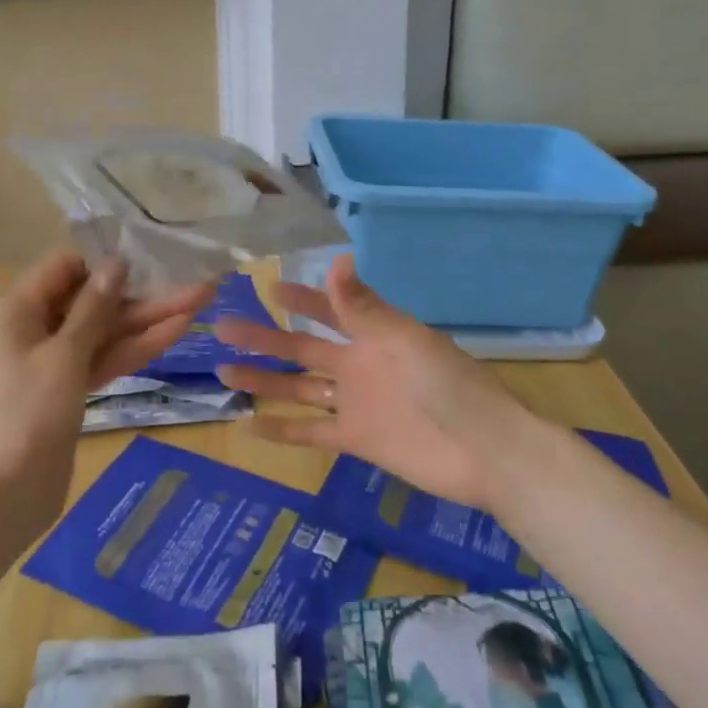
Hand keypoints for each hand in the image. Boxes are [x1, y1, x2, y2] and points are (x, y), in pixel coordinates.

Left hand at [0, 251, 212, 526]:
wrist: (8, 495)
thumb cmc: (30, 413)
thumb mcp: (65, 354)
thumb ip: (94, 307)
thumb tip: (116, 263)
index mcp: (18, 310)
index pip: (64, 268)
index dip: (103, 264)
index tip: (146, 263)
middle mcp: (34, 328)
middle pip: (92, 301)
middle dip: (142, 295)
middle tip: (194, 285)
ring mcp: (54, 361)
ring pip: (105, 331)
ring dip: (148, 320)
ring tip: (201, 303)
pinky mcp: (69, 388)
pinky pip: (103, 358)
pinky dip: (135, 348)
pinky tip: (176, 332)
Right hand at [213, 252, 524, 510]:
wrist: (484, 449)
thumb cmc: (447, 385)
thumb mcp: (403, 340)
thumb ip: (363, 307)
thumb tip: (337, 258)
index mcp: (373, 334)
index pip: (329, 309)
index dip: (301, 297)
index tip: (268, 286)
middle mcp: (358, 364)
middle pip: (302, 347)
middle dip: (264, 337)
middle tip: (222, 327)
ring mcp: (355, 403)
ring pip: (298, 388)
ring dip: (263, 381)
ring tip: (224, 373)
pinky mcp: (355, 439)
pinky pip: (310, 433)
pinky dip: (281, 431)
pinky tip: (248, 428)